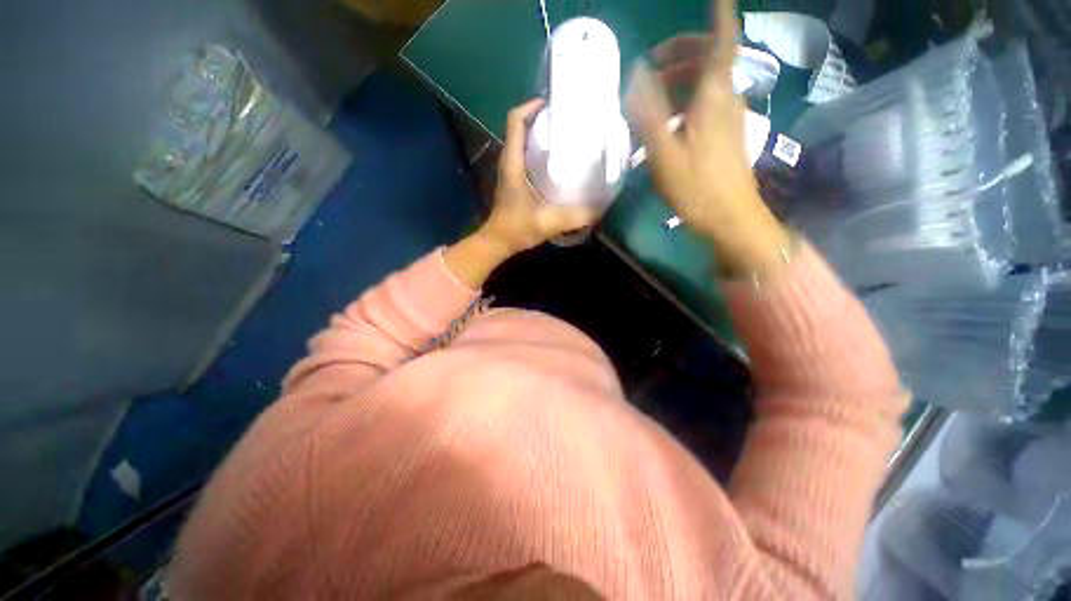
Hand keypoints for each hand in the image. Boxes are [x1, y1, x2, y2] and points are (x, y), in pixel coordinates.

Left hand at [480, 99, 599, 253]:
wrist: (498, 242)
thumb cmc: (517, 228)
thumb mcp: (548, 222)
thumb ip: (575, 216)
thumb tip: (600, 209)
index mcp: (513, 162)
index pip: (516, 120)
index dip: (532, 106)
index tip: (554, 104)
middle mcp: (510, 161)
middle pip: (522, 127)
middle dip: (543, 119)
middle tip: (568, 121)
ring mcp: (511, 172)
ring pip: (524, 142)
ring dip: (542, 136)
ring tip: (568, 138)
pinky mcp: (515, 182)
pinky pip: (527, 158)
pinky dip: (541, 154)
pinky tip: (559, 164)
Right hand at [625, 0, 789, 276]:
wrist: (730, 218)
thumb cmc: (697, 187)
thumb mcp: (664, 153)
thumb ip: (648, 113)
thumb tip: (636, 76)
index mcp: (713, 97)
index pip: (721, 40)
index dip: (719, 13)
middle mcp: (726, 99)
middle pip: (710, 59)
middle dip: (680, 54)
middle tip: (649, 68)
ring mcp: (729, 118)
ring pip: (706, 84)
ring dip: (678, 82)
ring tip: (648, 101)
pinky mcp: (726, 135)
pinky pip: (705, 105)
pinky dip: (684, 104)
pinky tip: (664, 126)